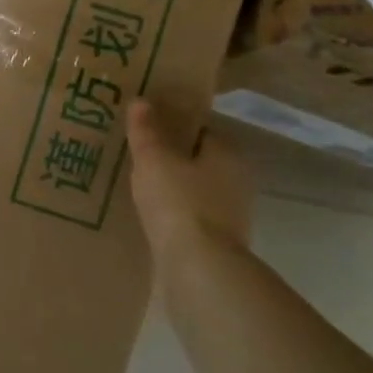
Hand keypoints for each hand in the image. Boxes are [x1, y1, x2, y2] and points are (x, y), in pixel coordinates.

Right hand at [126, 98, 253, 261]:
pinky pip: (189, 219)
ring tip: (136, 188)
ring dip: (171, 190)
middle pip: (198, 161)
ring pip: (194, 192)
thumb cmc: (179, 203)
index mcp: (227, 153)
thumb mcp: (154, 159)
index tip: (145, 128)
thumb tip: (141, 101)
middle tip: (135, 157)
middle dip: (171, 159)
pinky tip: (148, 218)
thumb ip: (146, 130)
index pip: (199, 129)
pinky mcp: (218, 245)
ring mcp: (231, 216)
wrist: (199, 270)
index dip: (172, 125)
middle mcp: (236, 181)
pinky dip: (172, 216)